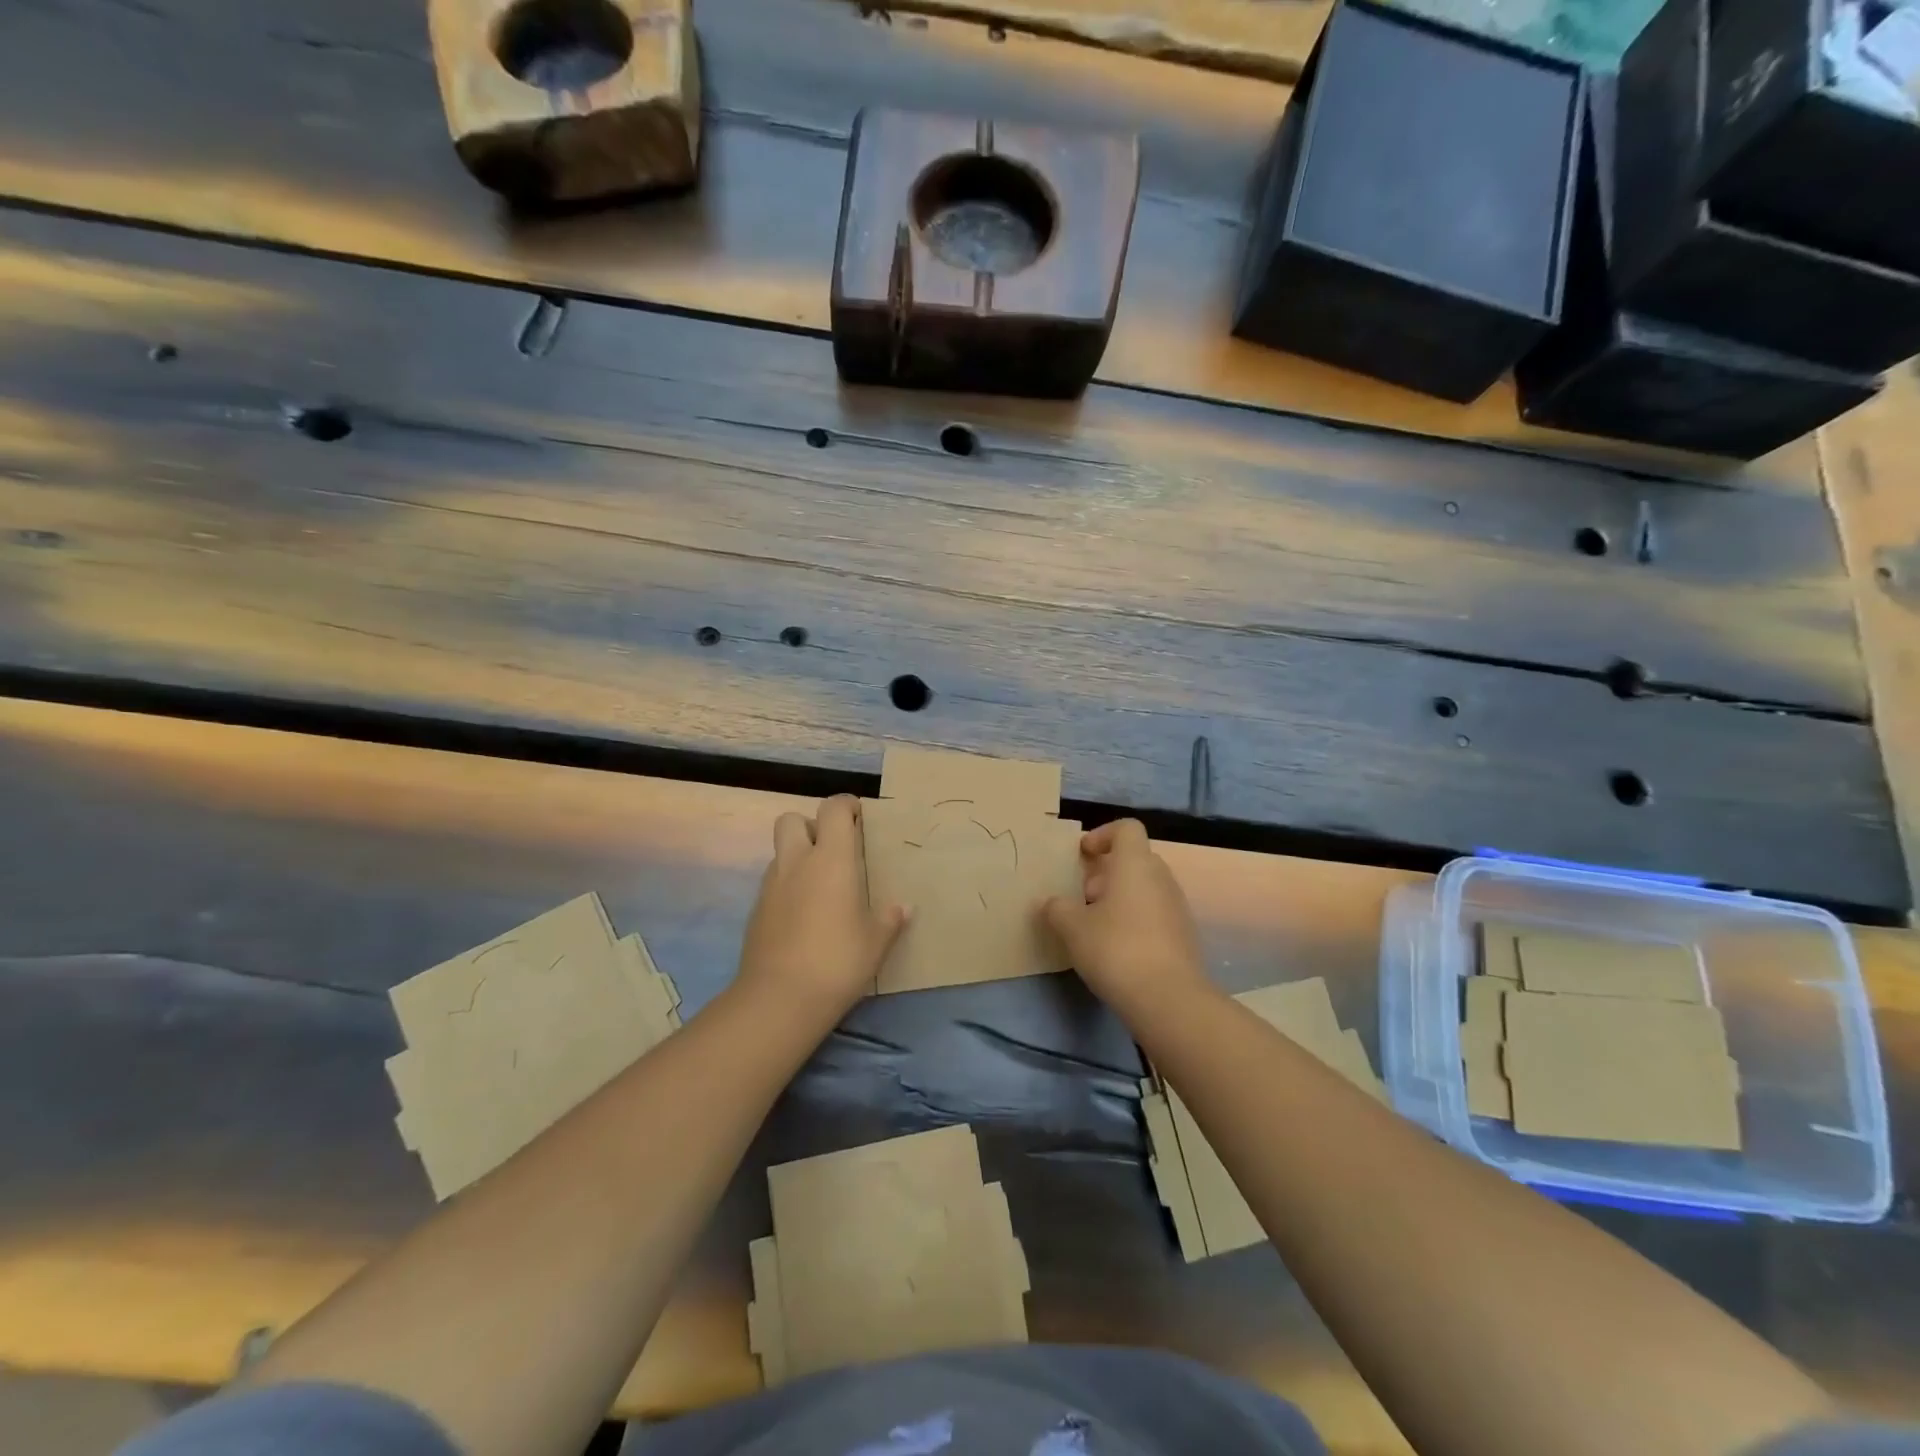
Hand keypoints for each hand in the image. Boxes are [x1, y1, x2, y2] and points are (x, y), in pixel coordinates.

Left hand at [735, 795, 908, 1023]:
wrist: (779, 999)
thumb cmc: (838, 961)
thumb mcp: (876, 942)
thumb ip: (890, 919)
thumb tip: (903, 907)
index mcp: (831, 859)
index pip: (832, 809)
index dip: (845, 806)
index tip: (859, 818)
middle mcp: (797, 863)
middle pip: (791, 819)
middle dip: (811, 825)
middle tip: (833, 849)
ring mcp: (771, 886)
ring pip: (780, 852)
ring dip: (798, 857)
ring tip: (821, 886)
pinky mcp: (756, 911)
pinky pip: (773, 884)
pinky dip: (787, 887)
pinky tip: (803, 916)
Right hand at [1043, 819, 1213, 1021]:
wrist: (1168, 999)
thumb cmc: (1116, 949)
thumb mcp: (1072, 928)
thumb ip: (1057, 908)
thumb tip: (1051, 903)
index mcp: (1135, 864)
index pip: (1126, 828)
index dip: (1102, 835)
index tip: (1082, 855)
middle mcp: (1161, 877)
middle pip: (1134, 859)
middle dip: (1105, 873)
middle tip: (1082, 897)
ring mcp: (1176, 906)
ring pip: (1144, 888)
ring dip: (1119, 898)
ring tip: (1094, 926)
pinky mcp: (1183, 935)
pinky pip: (1154, 913)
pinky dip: (1134, 920)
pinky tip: (1116, 949)